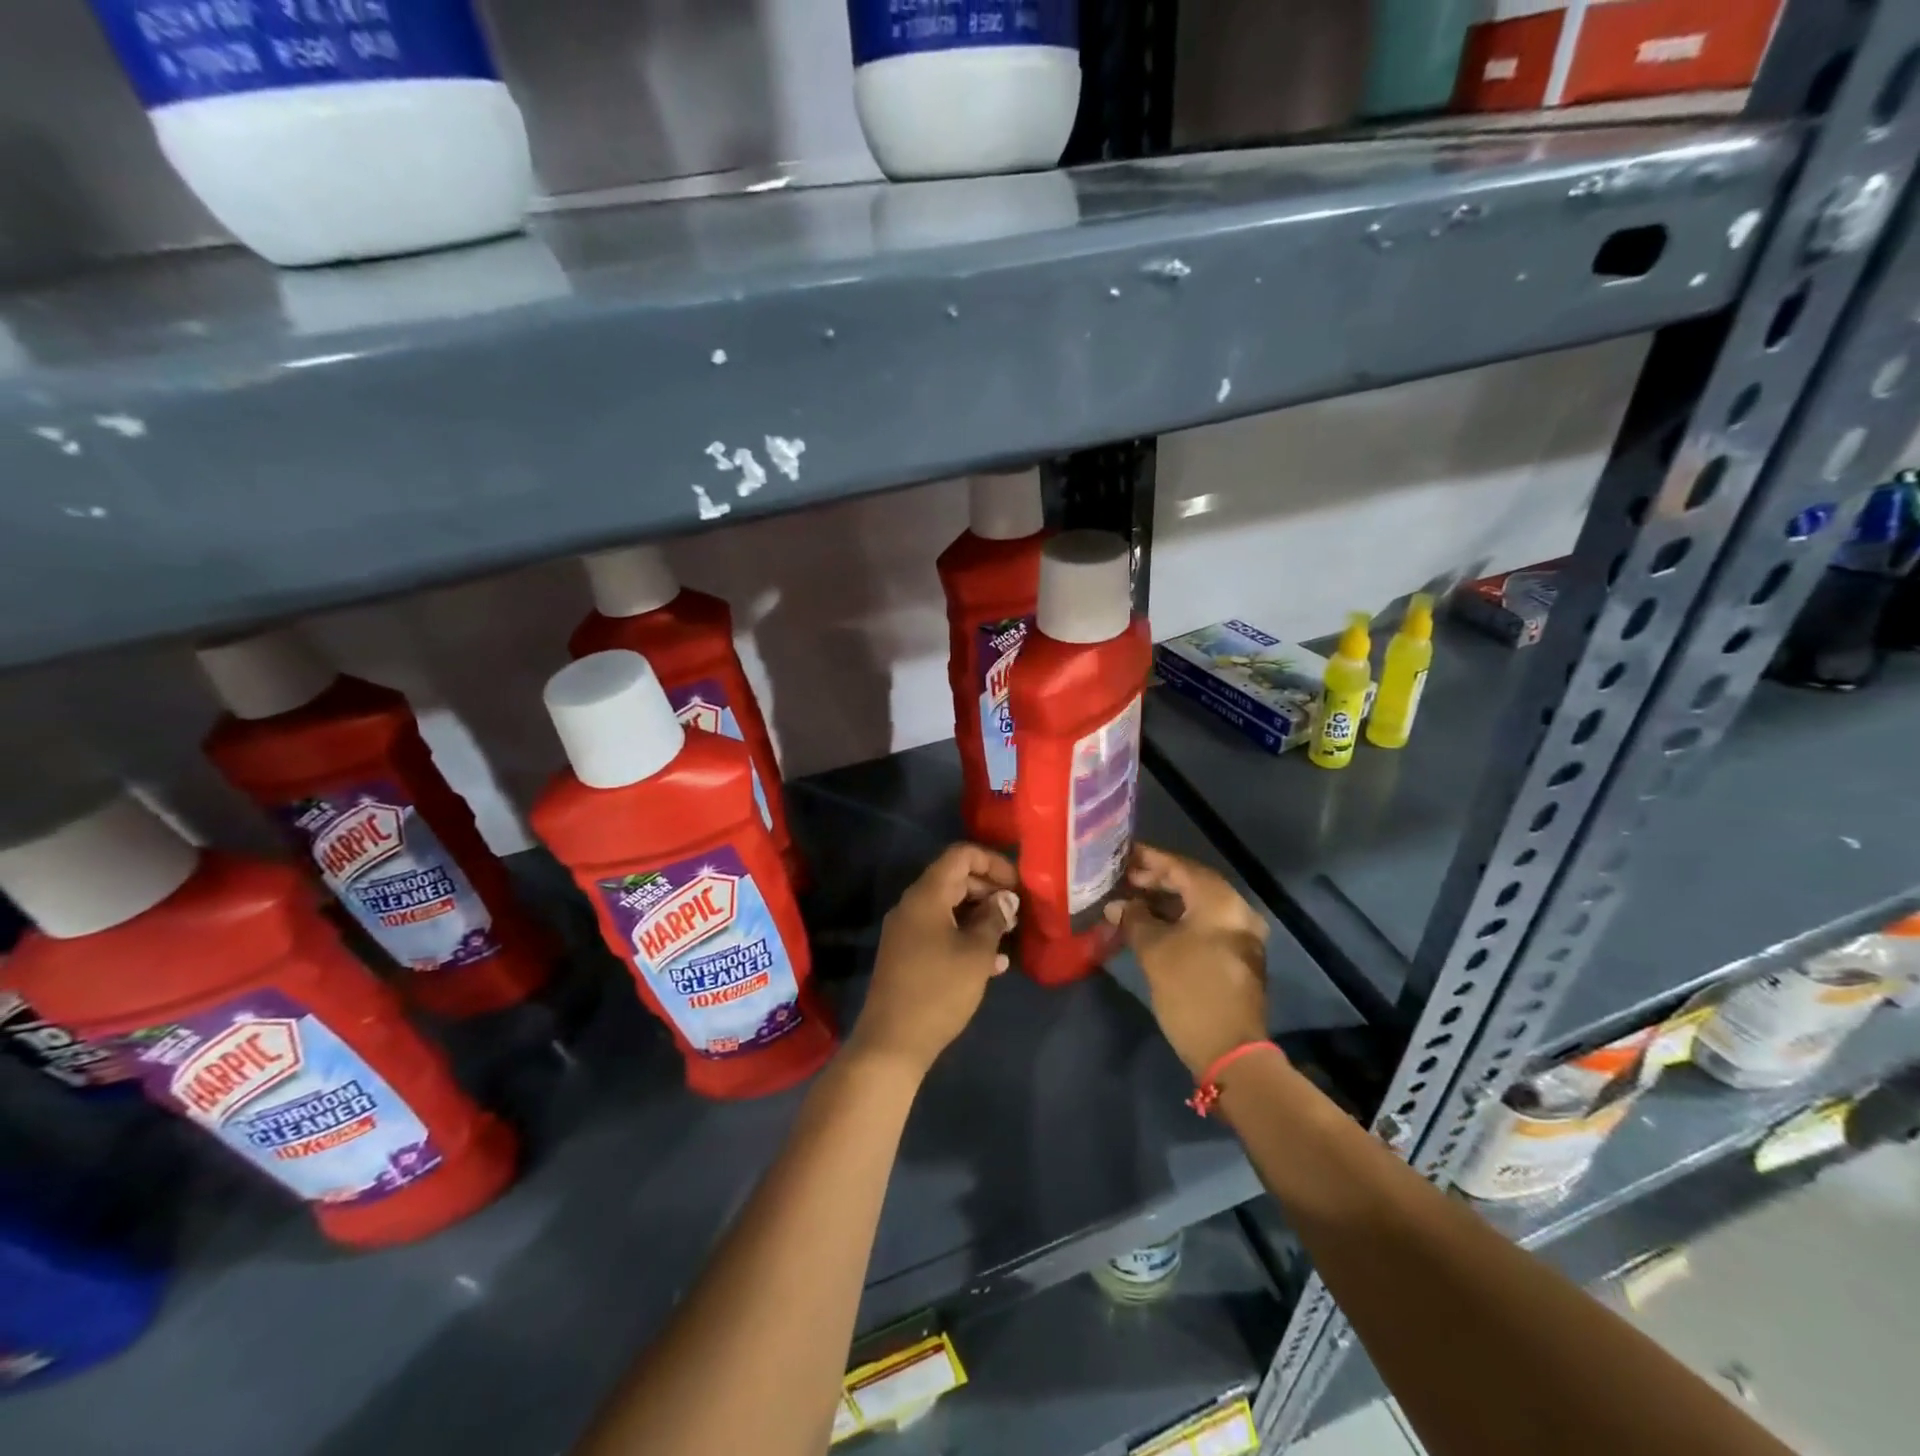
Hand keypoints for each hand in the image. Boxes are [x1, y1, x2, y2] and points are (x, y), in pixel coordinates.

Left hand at [852, 843, 1019, 1078]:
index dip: (993, 862)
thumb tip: (1005, 900)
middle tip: (1017, 912)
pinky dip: (965, 936)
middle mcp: (912, 905)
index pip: (960, 855)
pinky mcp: (907, 954)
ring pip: (949, 907)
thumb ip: (994, 920)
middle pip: (955, 879)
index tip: (1018, 884)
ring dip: (980, 915)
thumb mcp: (976, 954)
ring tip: (1009, 934)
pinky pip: (940, 931)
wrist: (892, 1042)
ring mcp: (907, 930)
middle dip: (989, 890)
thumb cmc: (939, 991)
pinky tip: (993, 962)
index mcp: (926, 895)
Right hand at [1104, 843, 1270, 1078]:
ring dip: (1166, 902)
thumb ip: (1133, 918)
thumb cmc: (1190, 990)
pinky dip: (1179, 920)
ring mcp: (1240, 934)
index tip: (1121, 853)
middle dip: (1156, 880)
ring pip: (1198, 905)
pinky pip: (1205, 924)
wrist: (1231, 1051)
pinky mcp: (1237, 956)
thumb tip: (1116, 905)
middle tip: (1122, 880)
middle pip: (1191, 883)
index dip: (1148, 859)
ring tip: (1131, 902)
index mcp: (1219, 901)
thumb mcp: (1154, 950)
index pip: (1179, 866)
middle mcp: (1236, 910)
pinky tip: (1152, 926)